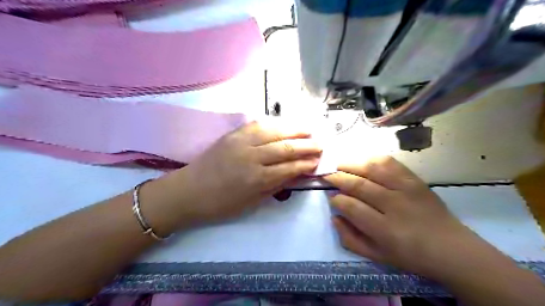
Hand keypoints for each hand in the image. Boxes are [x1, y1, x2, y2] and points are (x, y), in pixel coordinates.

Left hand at [164, 121, 319, 225]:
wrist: (188, 191)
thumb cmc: (221, 204)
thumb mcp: (252, 203)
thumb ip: (276, 186)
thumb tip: (296, 174)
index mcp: (257, 179)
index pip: (290, 167)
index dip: (307, 163)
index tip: (319, 161)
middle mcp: (252, 157)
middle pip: (286, 147)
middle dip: (307, 145)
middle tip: (321, 144)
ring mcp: (241, 142)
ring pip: (275, 131)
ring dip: (295, 129)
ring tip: (309, 130)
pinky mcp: (232, 134)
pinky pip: (258, 124)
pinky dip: (275, 123)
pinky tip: (285, 124)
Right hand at [320, 156, 477, 277]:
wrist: (452, 248)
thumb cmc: (410, 255)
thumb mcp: (377, 256)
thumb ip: (350, 239)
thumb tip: (334, 217)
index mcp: (384, 230)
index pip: (351, 207)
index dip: (337, 199)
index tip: (331, 197)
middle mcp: (394, 206)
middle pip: (359, 185)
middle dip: (338, 178)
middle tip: (327, 176)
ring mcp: (406, 189)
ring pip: (372, 169)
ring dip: (352, 165)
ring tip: (340, 165)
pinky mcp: (415, 180)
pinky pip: (390, 163)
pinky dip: (373, 159)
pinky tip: (363, 162)